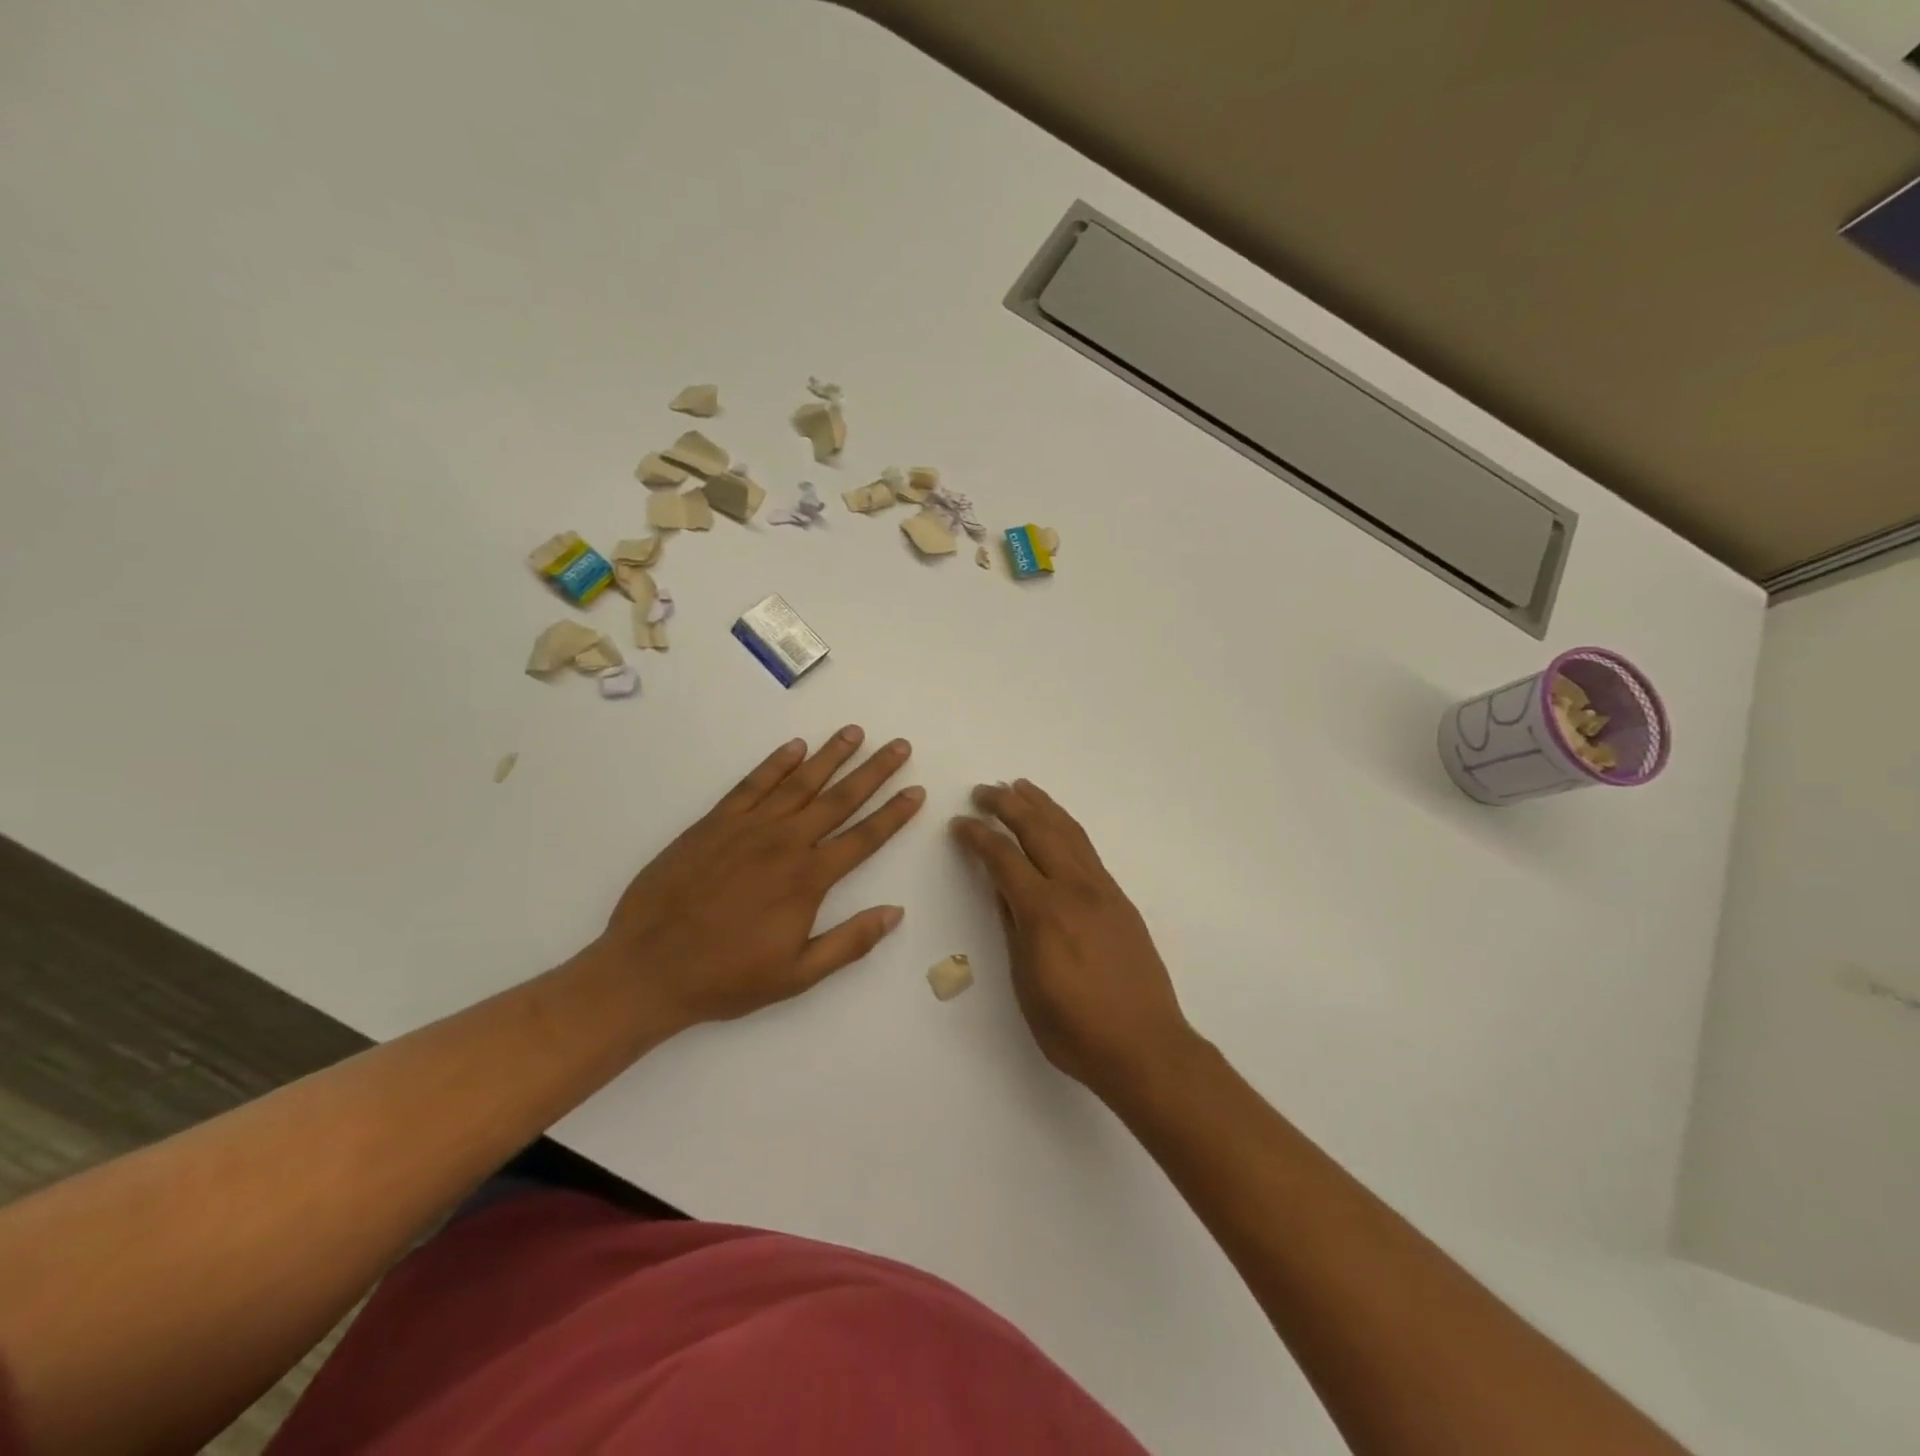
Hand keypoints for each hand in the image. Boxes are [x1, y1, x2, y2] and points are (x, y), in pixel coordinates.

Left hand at [593, 728, 922, 1028]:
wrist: (647, 968)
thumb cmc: (726, 978)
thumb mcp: (797, 976)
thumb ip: (849, 942)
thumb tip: (895, 913)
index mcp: (808, 879)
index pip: (864, 837)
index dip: (894, 813)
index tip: (916, 790)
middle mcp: (784, 843)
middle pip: (839, 798)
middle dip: (874, 771)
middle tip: (899, 745)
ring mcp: (747, 828)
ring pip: (799, 781)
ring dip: (830, 755)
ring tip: (854, 732)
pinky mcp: (714, 823)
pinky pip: (751, 784)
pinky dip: (774, 763)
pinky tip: (795, 747)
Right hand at [951, 781, 1197, 1101]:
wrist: (1146, 1046)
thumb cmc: (1075, 1028)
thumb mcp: (1026, 983)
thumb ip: (1014, 928)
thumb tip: (1003, 890)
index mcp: (1044, 911)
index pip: (1003, 857)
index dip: (977, 836)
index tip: (959, 823)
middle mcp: (1074, 889)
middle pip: (1037, 830)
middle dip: (1007, 804)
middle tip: (983, 790)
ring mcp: (1102, 890)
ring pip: (1068, 832)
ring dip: (1041, 805)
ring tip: (1020, 787)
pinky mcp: (1120, 899)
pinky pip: (1087, 849)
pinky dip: (1066, 826)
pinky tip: (1057, 825)